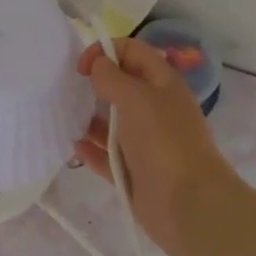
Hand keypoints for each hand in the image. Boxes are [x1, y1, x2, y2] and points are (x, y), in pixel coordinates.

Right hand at [73, 38, 233, 255]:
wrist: (189, 205)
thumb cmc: (163, 142)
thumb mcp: (135, 98)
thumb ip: (112, 77)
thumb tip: (98, 65)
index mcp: (162, 84)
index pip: (132, 51)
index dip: (105, 50)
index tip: (81, 68)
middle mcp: (155, 109)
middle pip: (122, 86)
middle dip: (95, 85)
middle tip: (71, 91)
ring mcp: (146, 142)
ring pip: (113, 122)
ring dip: (90, 118)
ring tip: (67, 119)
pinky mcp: (135, 172)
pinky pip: (107, 155)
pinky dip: (92, 150)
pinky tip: (75, 147)